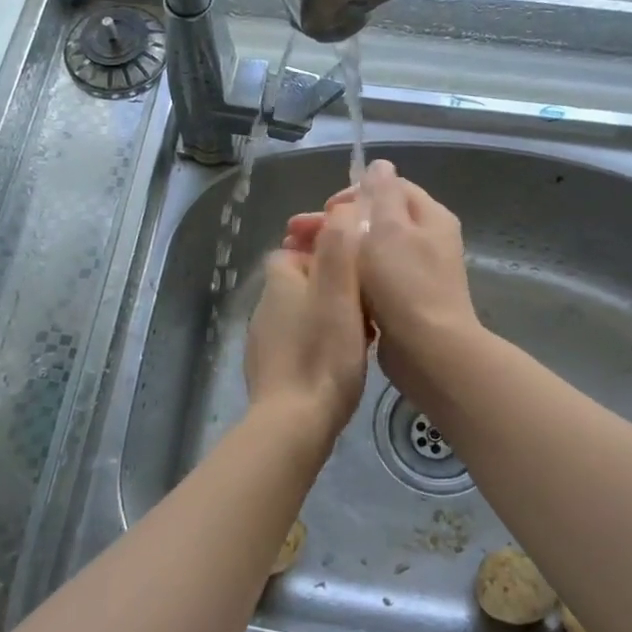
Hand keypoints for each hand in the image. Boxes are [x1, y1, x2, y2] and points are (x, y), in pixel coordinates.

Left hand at [244, 198, 369, 445]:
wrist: (294, 423)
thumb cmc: (322, 352)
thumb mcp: (339, 290)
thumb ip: (340, 246)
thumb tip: (341, 208)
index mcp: (279, 280)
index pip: (296, 248)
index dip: (327, 251)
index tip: (357, 267)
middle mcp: (265, 306)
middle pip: (302, 281)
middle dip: (332, 285)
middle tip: (367, 303)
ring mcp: (264, 341)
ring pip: (302, 314)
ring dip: (328, 316)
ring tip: (361, 332)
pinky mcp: (271, 372)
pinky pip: (300, 344)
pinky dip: (320, 344)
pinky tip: (341, 362)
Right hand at [285, 160, 480, 399]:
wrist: (429, 351)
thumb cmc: (405, 284)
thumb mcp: (390, 229)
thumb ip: (382, 194)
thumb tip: (380, 165)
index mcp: (429, 217)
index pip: (388, 188)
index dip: (352, 193)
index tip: (325, 211)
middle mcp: (427, 240)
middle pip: (375, 219)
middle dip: (335, 224)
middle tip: (295, 235)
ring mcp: (416, 273)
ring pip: (369, 250)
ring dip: (336, 251)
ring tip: (300, 259)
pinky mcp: (403, 302)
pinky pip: (371, 279)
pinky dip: (347, 277)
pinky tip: (324, 284)